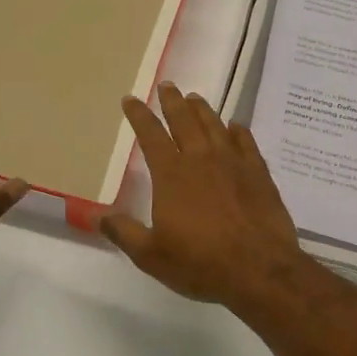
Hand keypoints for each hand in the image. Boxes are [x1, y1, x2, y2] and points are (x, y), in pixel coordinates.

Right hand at [101, 83, 313, 312]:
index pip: (151, 135)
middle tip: (167, 86)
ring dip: (202, 110)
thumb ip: (124, 232)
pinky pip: (246, 142)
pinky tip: (235, 126)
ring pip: (215, 126)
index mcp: (171, 175)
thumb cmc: (200, 263)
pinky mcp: (259, 173)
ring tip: (194, 99)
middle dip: (172, 102)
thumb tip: (97, 215)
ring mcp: (233, 163)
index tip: (131, 99)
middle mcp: (201, 159)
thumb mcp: (151, 255)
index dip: (139, 115)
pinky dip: (237, 130)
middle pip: (184, 121)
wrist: (259, 270)